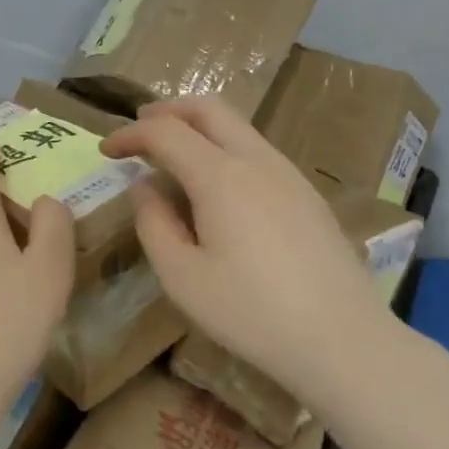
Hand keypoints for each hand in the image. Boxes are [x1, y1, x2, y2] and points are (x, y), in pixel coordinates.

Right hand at [99, 98, 403, 404]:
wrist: (342, 339)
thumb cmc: (251, 313)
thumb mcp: (182, 277)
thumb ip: (154, 224)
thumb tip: (144, 187)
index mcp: (221, 177)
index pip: (165, 132)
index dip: (130, 134)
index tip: (106, 151)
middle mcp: (256, 160)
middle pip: (208, 108)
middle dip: (167, 110)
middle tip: (139, 130)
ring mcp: (288, 174)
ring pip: (237, 126)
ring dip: (198, 127)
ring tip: (172, 156)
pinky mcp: (307, 194)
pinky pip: (256, 150)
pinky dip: (224, 148)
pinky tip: (216, 186)